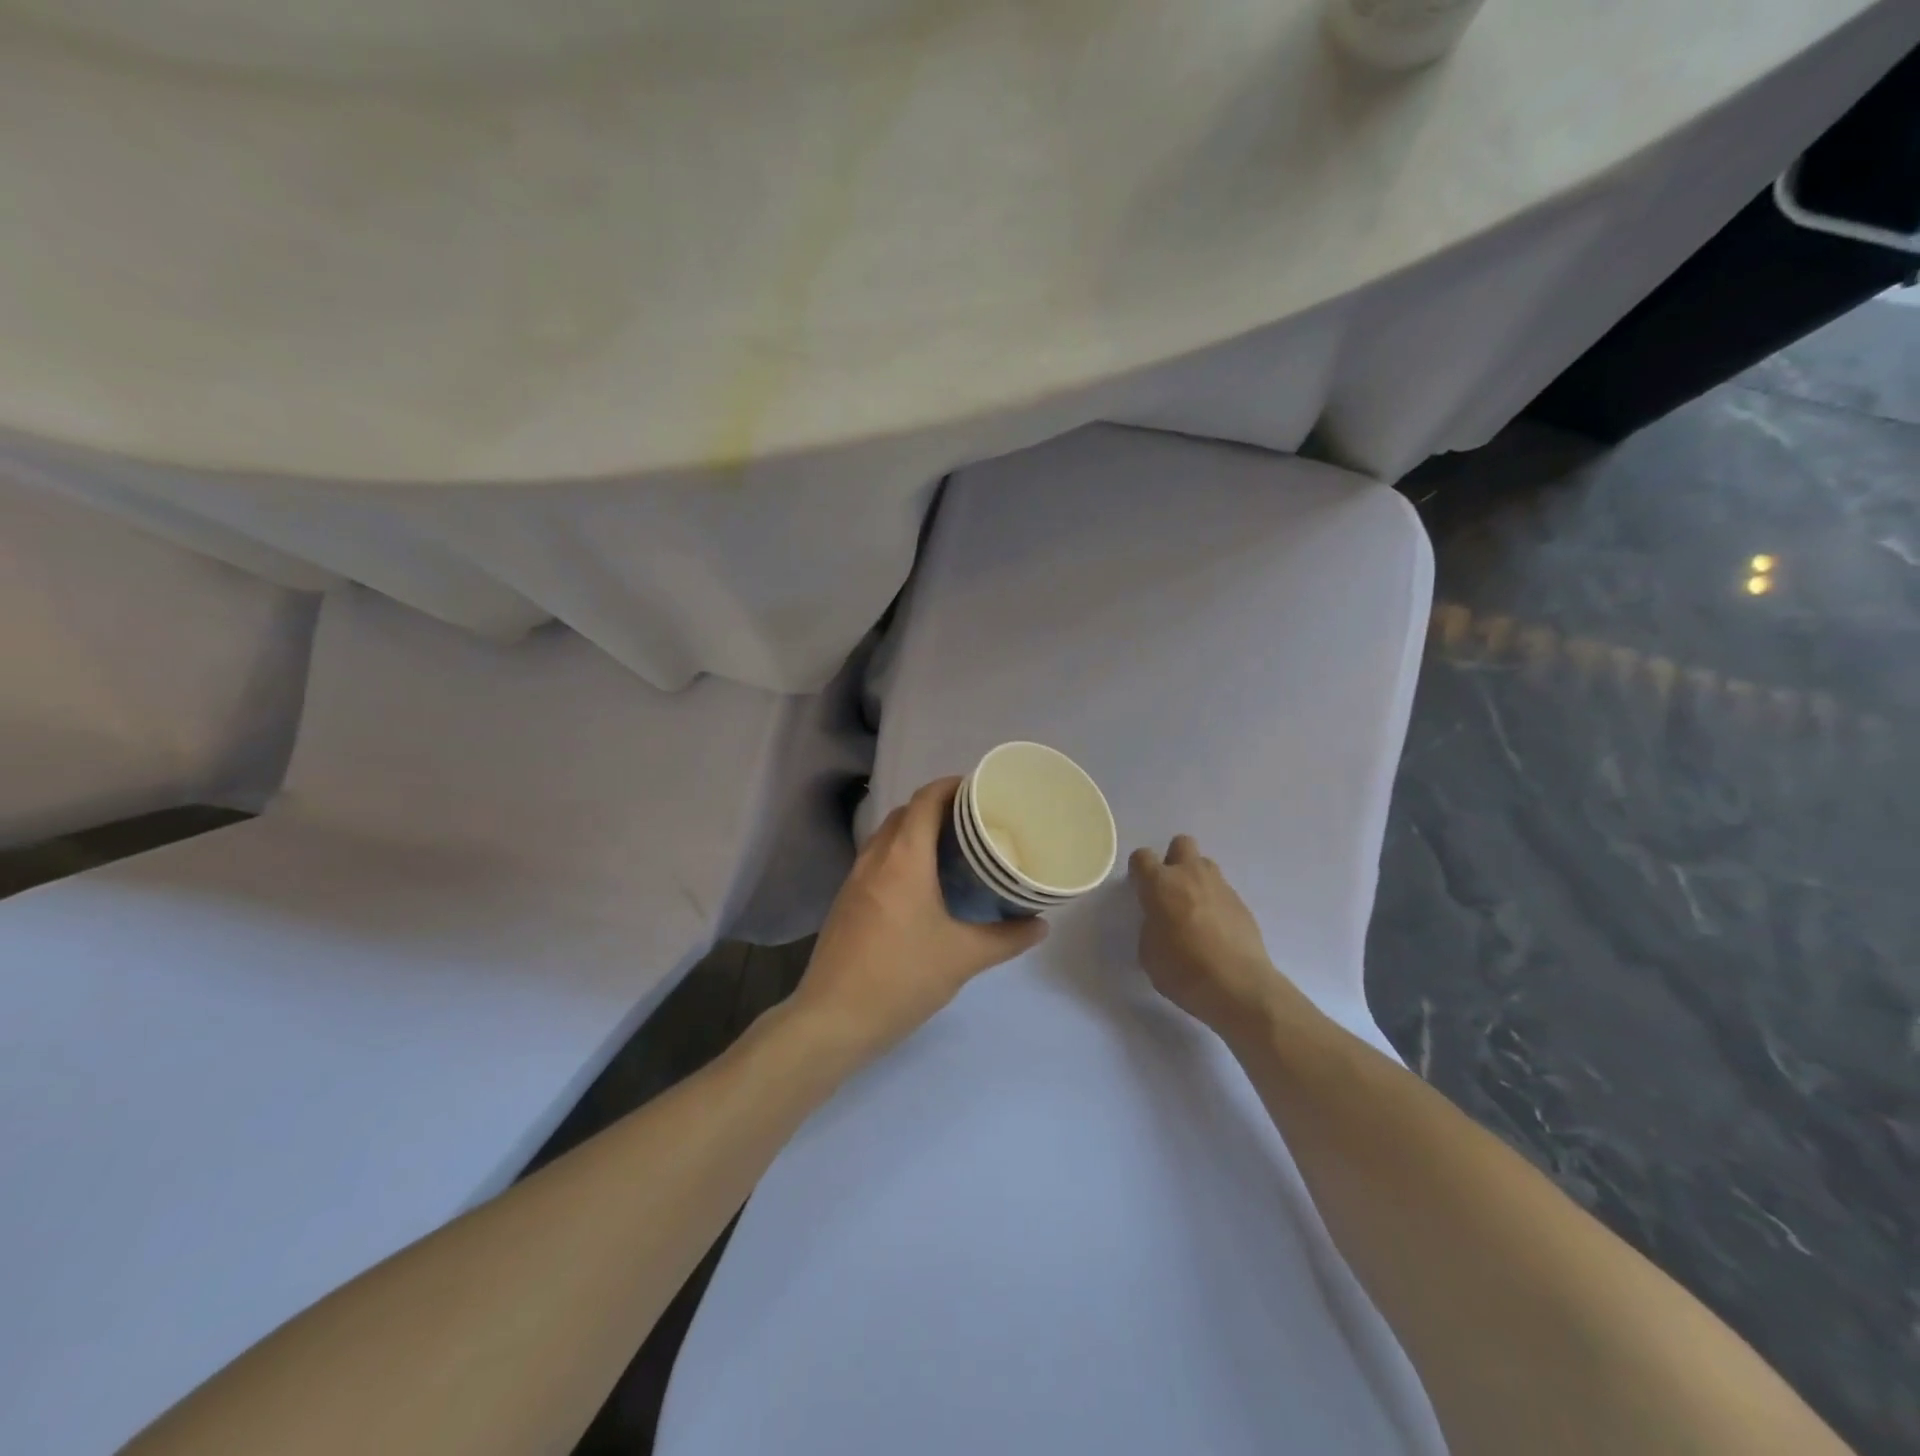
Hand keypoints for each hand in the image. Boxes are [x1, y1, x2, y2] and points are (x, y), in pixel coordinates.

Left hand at [791, 777, 1047, 1061]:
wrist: (833, 1018)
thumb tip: (1040, 924)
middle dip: (938, 807)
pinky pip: (876, 859)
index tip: (980, 790)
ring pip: (887, 836)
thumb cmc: (902, 978)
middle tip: (974, 823)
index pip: (925, 800)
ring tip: (952, 850)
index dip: (951, 786)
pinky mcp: (846, 901)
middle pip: (906, 813)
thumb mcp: (963, 958)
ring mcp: (854, 879)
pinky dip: (900, 855)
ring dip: (916, 831)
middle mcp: (875, 858)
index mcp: (903, 859)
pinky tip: (922, 884)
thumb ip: (1006, 938)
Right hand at [1128, 835, 1310, 1040]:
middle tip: (1170, 889)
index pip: (1142, 857)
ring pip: (1205, 865)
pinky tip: (1215, 931)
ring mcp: (1220, 887)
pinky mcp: (1242, 904)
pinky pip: (1222, 892)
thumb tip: (1160, 920)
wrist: (1239, 987)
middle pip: (1181, 844)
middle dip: (1173, 860)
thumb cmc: (1183, 970)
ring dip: (1196, 879)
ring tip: (1194, 910)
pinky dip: (1215, 903)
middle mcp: (1191, 875)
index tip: (1141, 890)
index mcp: (1160, 884)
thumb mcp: (1149, 952)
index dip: (1139, 871)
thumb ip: (1151, 925)